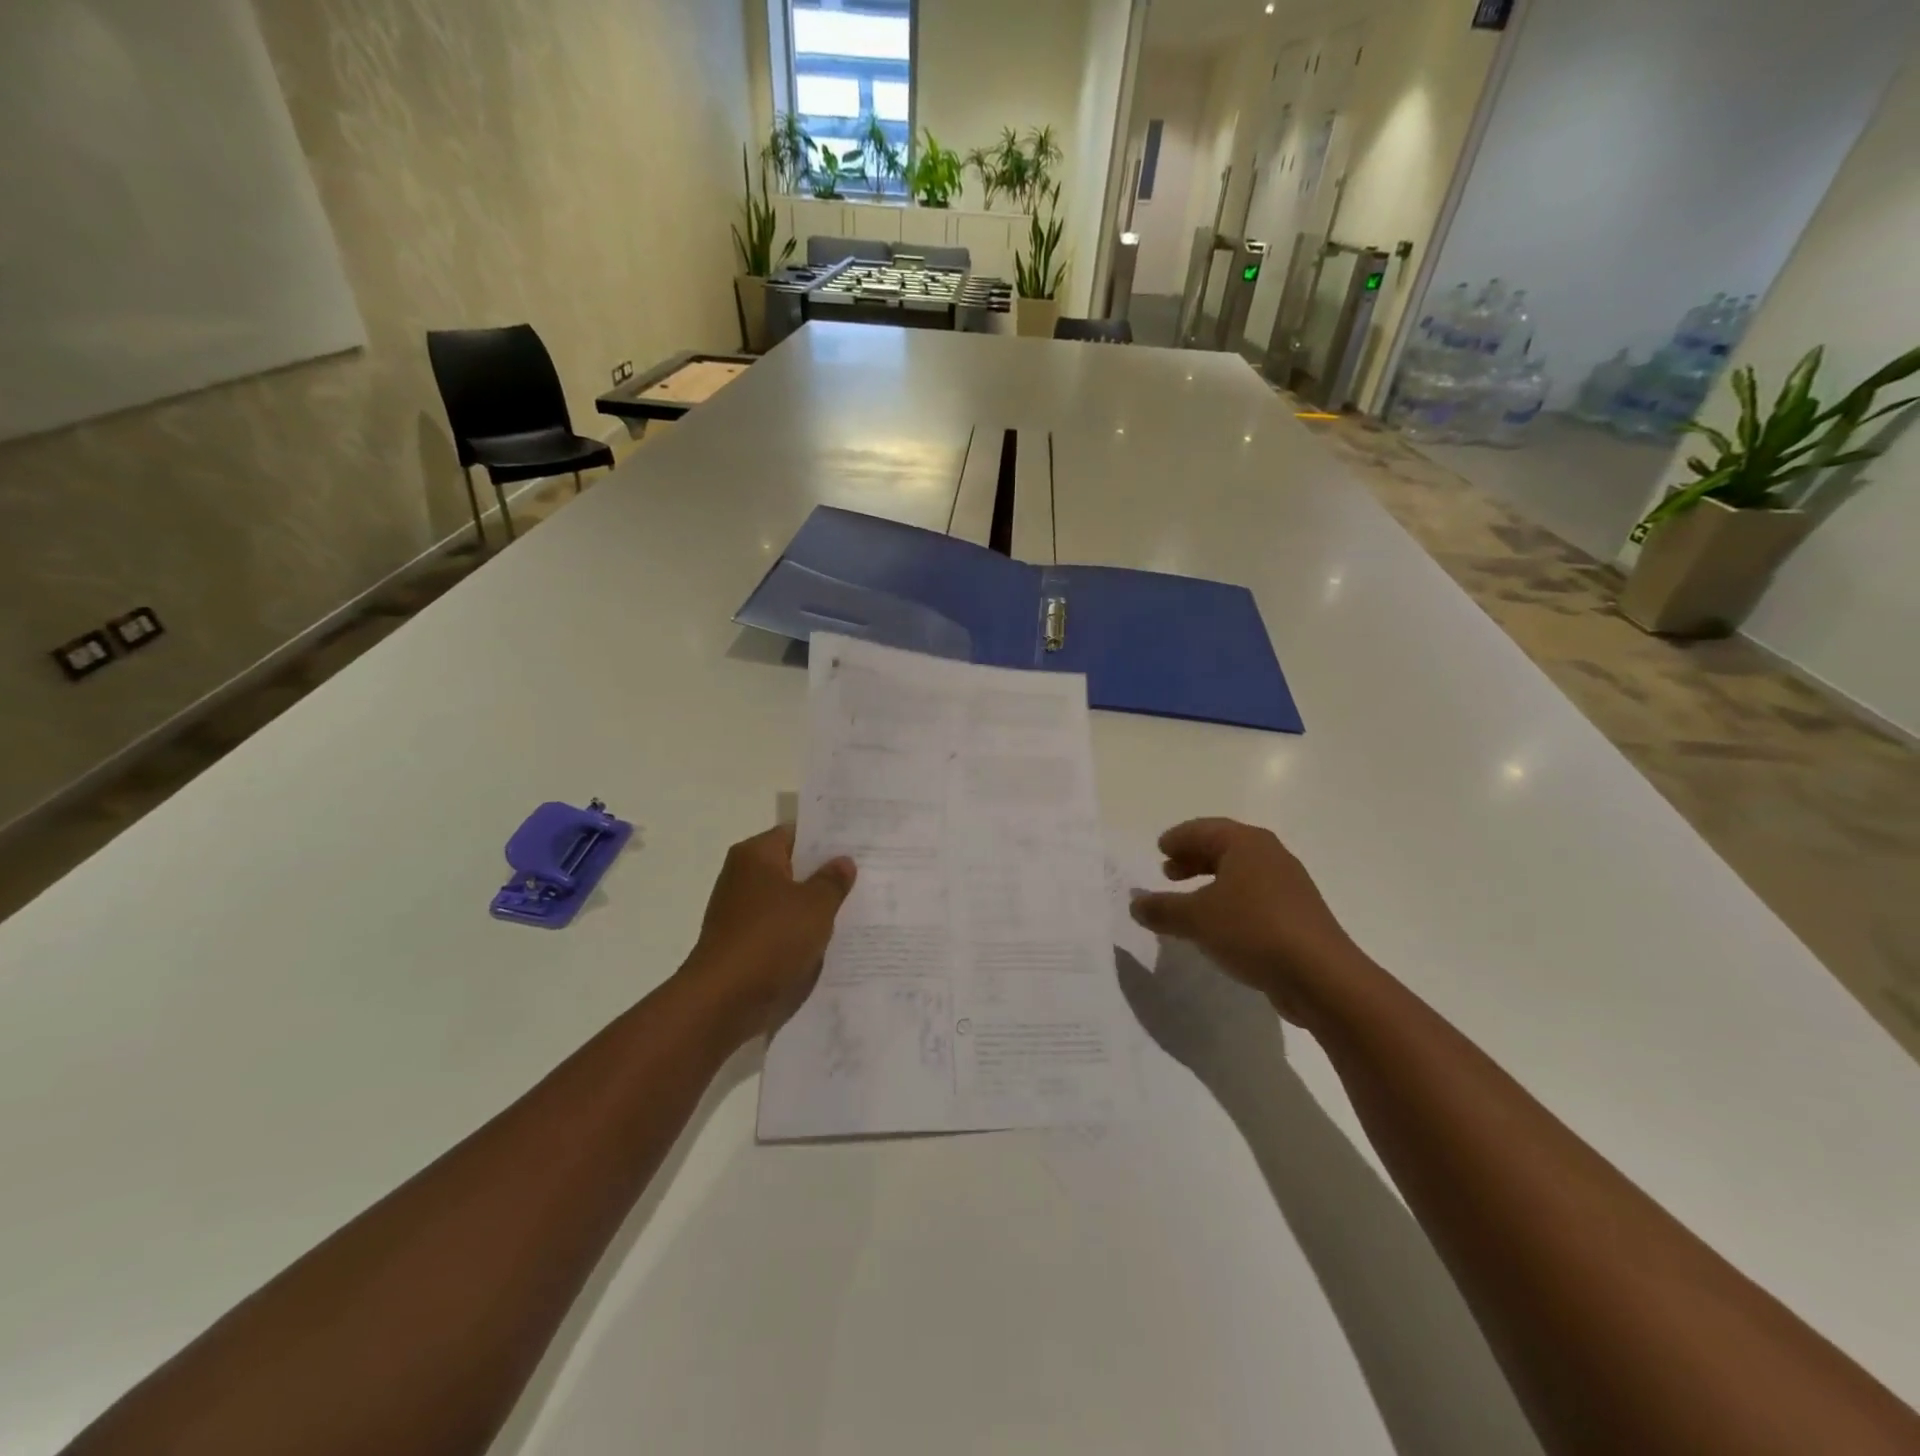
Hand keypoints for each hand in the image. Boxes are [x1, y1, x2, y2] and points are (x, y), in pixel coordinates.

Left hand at [679, 826, 855, 1043]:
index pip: (798, 834)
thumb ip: (833, 881)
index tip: (860, 846)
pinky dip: (800, 933)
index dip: (829, 840)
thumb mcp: (815, 906)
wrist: (724, 1000)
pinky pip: (779, 929)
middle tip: (867, 877)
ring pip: (788, 901)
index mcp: (756, 855)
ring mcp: (740, 911)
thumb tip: (843, 862)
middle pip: (793, 867)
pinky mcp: (742, 943)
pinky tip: (830, 942)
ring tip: (857, 910)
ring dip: (814, 908)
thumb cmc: (771, 939)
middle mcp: (743, 876)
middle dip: (825, 875)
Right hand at [1128, 818, 1365, 1025]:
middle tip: (1168, 872)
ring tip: (1189, 901)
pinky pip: (1254, 898)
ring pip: (1240, 874)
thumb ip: (1162, 908)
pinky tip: (1218, 926)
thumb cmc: (1252, 930)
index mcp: (1247, 844)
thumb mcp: (1196, 918)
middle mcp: (1270, 856)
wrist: (1321, 977)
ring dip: (1211, 882)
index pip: (1204, 829)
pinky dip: (1230, 902)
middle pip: (1224, 848)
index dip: (1179, 838)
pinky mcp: (1297, 916)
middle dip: (1194, 858)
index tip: (1160, 849)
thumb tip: (1135, 903)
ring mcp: (1289, 886)